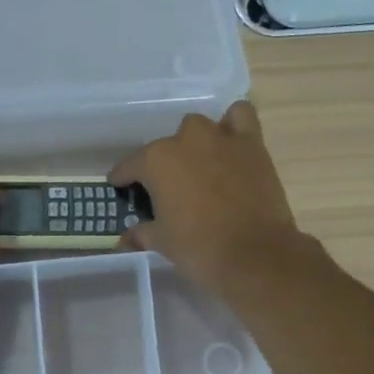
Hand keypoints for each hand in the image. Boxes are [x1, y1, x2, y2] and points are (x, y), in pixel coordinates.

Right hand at [109, 102, 309, 293]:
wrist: (254, 255)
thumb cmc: (199, 248)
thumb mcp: (162, 242)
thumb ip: (142, 233)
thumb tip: (126, 238)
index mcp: (157, 161)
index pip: (130, 165)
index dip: (122, 177)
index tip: (119, 185)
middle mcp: (186, 140)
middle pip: (166, 145)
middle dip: (164, 163)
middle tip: (167, 188)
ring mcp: (221, 139)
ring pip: (200, 127)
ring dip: (195, 142)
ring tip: (198, 164)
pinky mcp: (252, 145)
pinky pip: (240, 117)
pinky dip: (233, 125)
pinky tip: (230, 144)